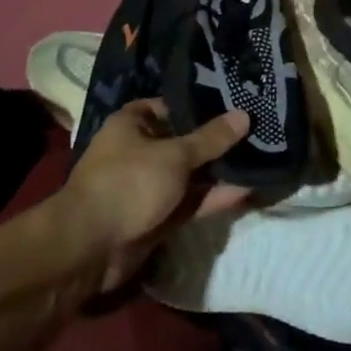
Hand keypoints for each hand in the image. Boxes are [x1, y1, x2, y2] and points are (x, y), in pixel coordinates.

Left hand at [63, 98, 250, 290]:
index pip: (170, 106)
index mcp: (132, 125)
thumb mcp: (175, 155)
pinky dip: (213, 197)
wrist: (91, 248)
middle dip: (216, 141)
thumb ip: (211, 138)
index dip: (199, 105)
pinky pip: (190, 202)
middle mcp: (139, 151)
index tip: (234, 103)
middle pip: (184, 141)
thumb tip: (244, 115)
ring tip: (260, 160)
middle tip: (256, 132)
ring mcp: (148, 186)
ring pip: (189, 175)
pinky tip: (246, 190)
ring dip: (218, 172)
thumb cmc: (129, 183)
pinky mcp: (157, 217)